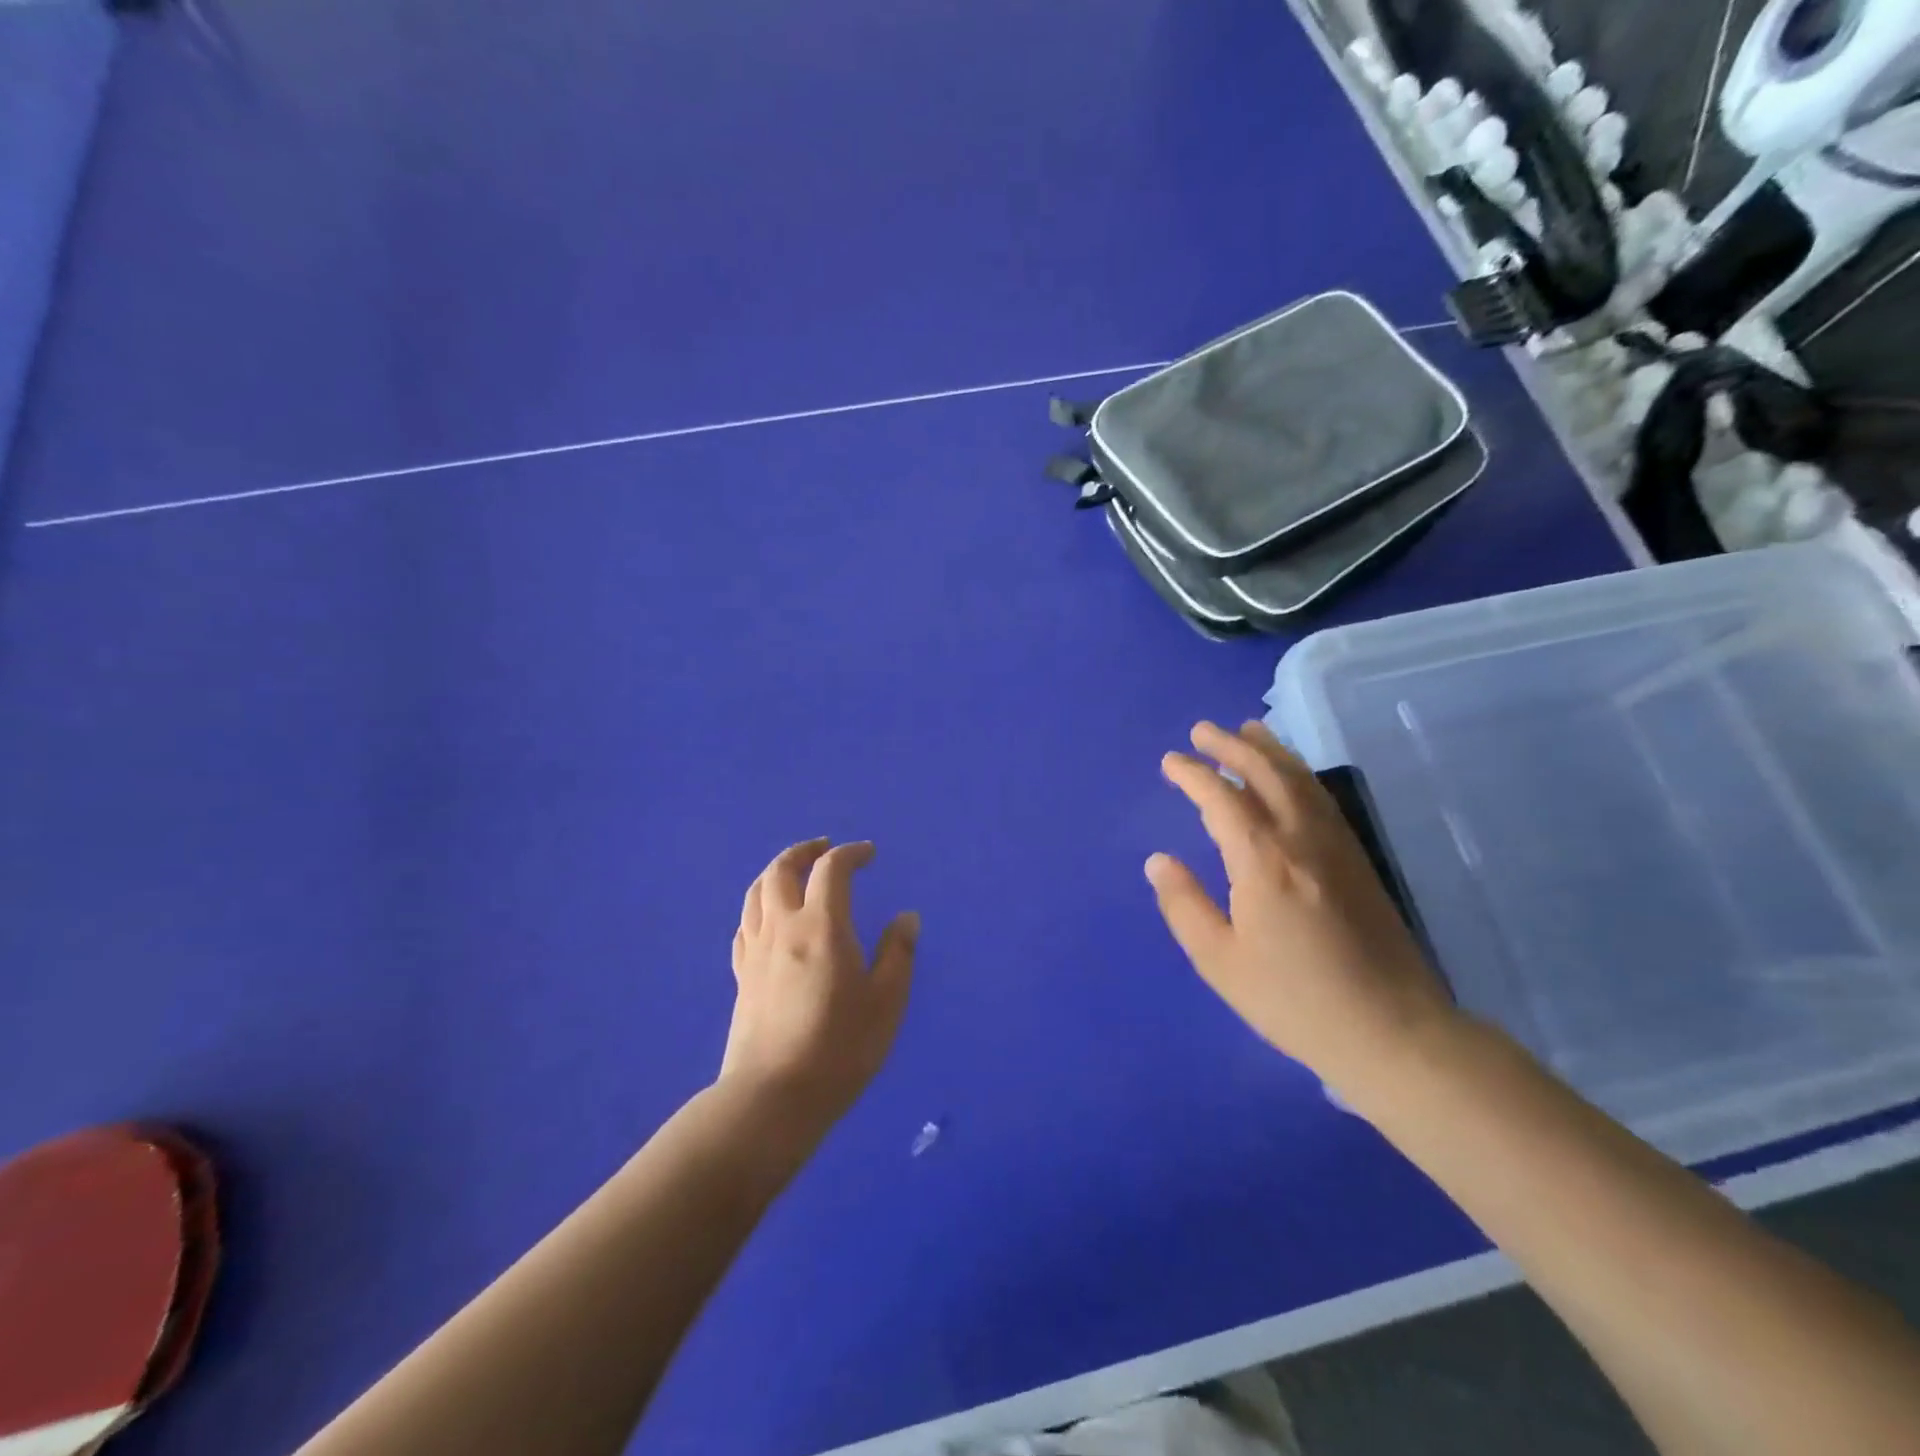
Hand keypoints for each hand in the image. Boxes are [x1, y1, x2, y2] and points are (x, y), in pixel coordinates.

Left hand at [721, 838, 917, 1132]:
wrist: (773, 1098)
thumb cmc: (840, 1048)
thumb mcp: (886, 1002)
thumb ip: (898, 954)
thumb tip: (906, 917)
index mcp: (822, 926)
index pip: (832, 870)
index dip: (851, 853)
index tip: (869, 853)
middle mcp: (783, 927)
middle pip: (782, 870)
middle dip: (804, 851)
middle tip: (824, 848)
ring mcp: (756, 951)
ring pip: (756, 893)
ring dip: (777, 872)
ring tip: (795, 873)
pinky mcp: (742, 977)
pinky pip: (746, 925)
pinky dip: (760, 907)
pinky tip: (769, 919)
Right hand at [1147, 721, 1455, 1086]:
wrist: (1392, 1031)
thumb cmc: (1294, 1000)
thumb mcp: (1220, 961)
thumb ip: (1184, 905)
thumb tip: (1158, 860)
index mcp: (1263, 861)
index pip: (1222, 798)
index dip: (1193, 774)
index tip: (1171, 761)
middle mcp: (1301, 838)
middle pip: (1265, 772)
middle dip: (1231, 744)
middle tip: (1202, 730)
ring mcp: (1336, 845)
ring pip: (1300, 778)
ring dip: (1269, 748)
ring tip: (1246, 730)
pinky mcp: (1358, 858)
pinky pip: (1322, 797)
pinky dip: (1298, 772)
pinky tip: (1289, 775)